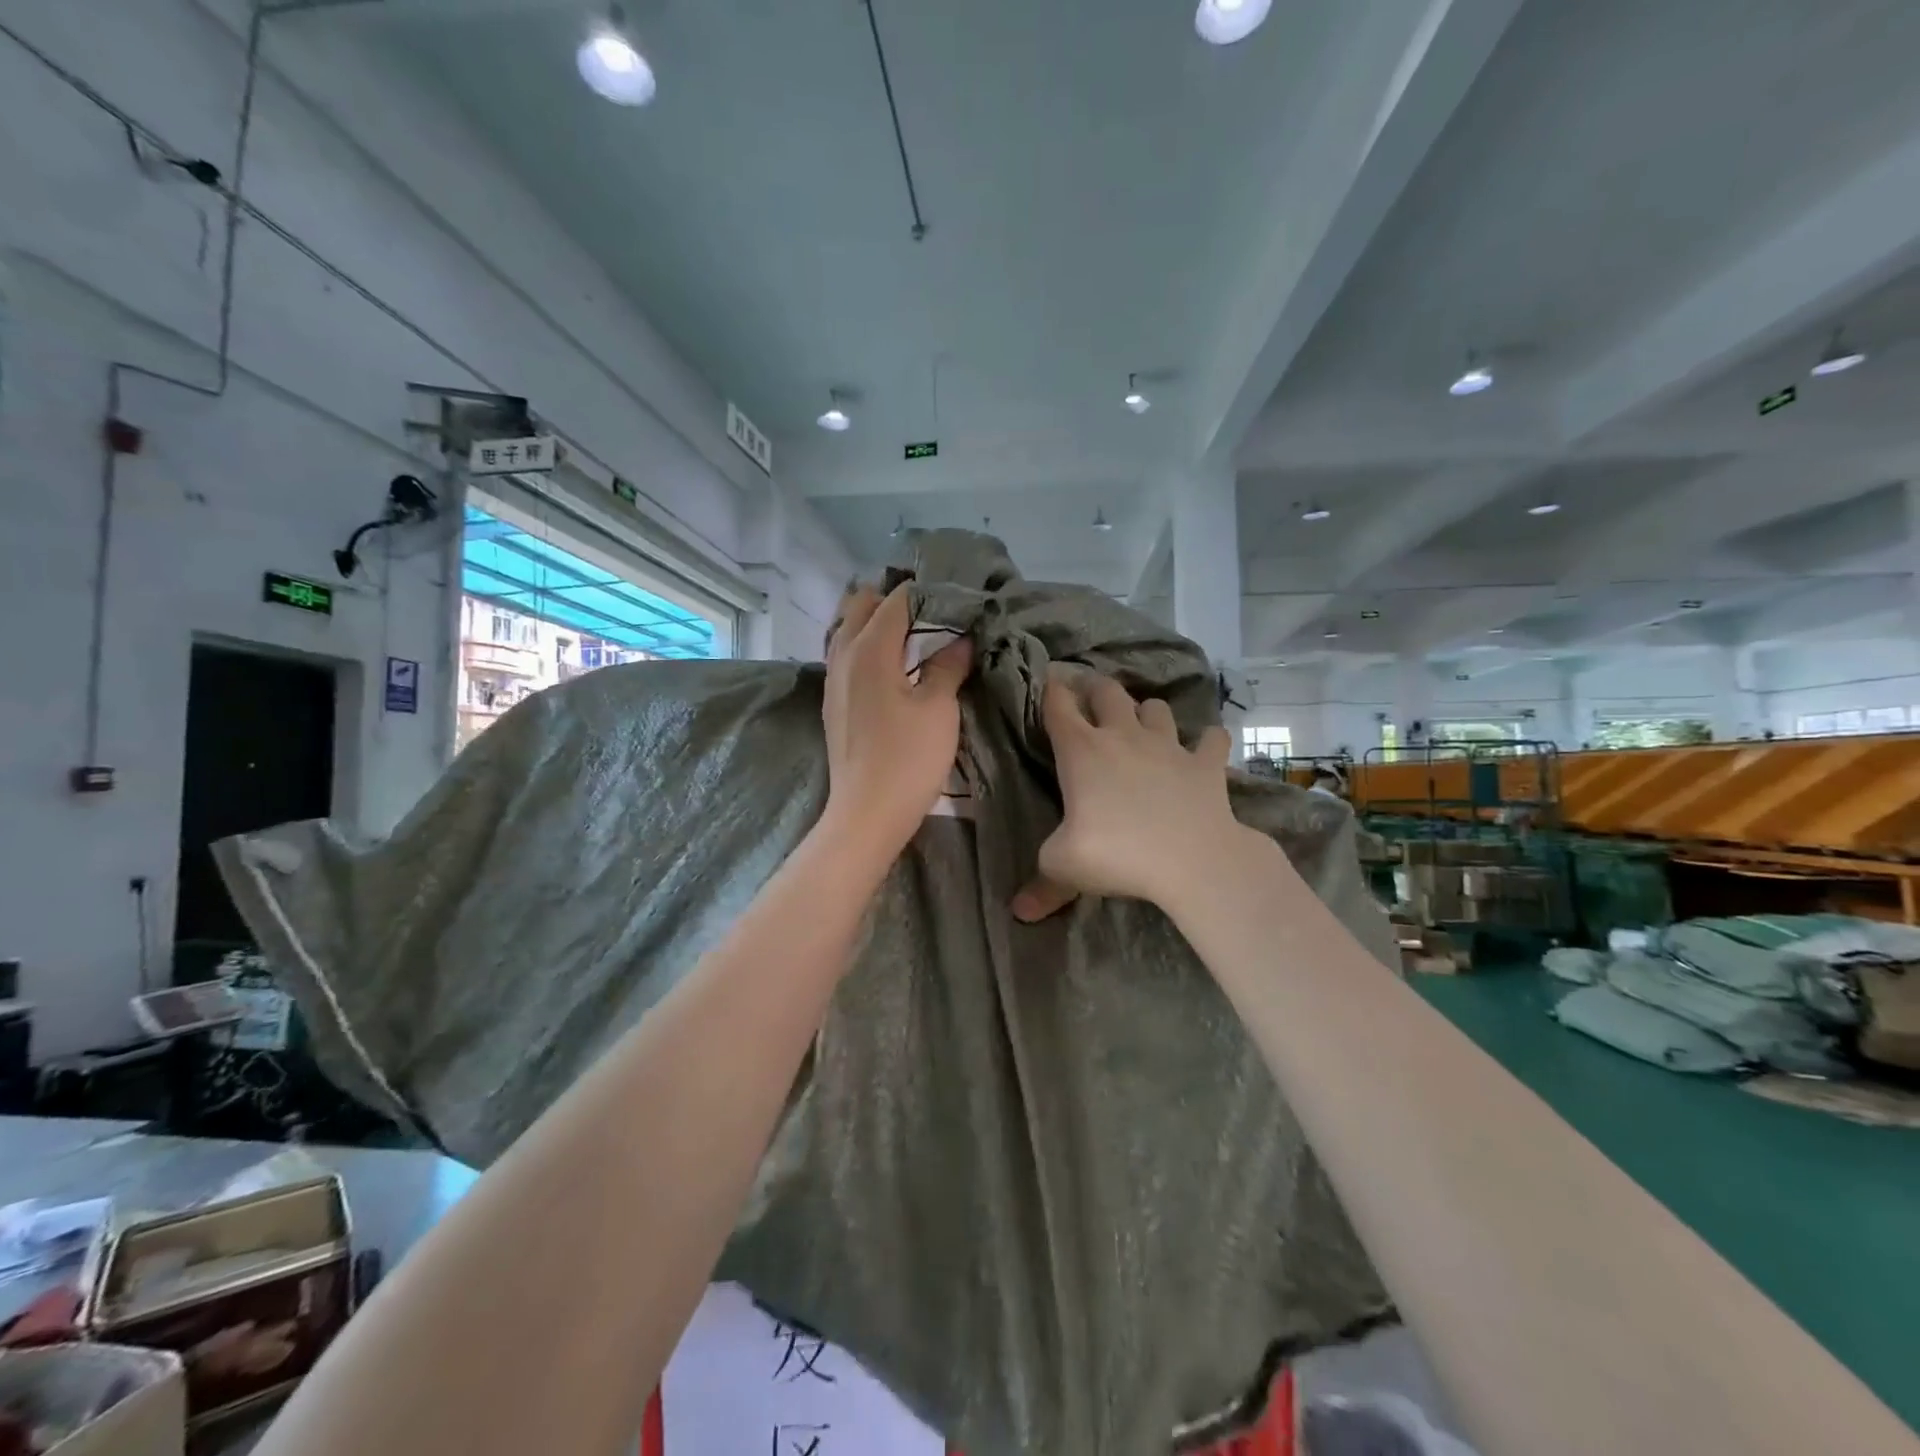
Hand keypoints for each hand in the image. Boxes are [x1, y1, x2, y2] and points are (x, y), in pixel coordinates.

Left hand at [820, 584, 972, 863]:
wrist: (867, 813)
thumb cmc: (908, 759)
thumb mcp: (939, 709)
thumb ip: (948, 666)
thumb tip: (961, 639)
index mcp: (870, 648)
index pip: (897, 599)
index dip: (927, 593)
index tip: (956, 599)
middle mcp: (843, 654)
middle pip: (862, 605)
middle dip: (895, 600)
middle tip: (933, 613)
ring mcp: (833, 679)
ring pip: (848, 630)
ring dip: (877, 623)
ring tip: (914, 635)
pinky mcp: (834, 702)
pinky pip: (846, 655)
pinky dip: (868, 647)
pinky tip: (893, 666)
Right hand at [1012, 669, 1257, 920]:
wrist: (1193, 860)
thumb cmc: (1117, 854)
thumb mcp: (1064, 868)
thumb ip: (1041, 884)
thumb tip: (1018, 911)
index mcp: (1082, 751)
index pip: (1058, 705)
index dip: (1051, 690)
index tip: (1049, 684)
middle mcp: (1123, 736)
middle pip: (1108, 691)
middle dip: (1096, 689)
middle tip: (1090, 697)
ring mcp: (1169, 746)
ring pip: (1157, 707)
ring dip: (1148, 712)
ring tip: (1143, 726)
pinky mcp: (1206, 764)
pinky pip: (1211, 739)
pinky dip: (1207, 742)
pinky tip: (1204, 750)